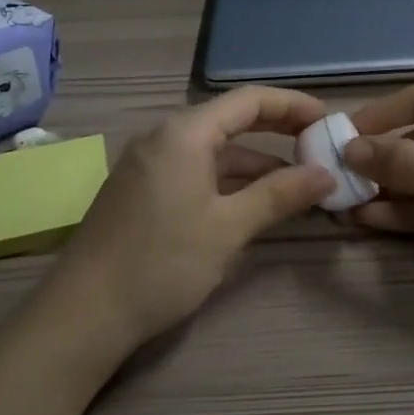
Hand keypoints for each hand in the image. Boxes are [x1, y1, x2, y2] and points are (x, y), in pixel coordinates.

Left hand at [44, 87, 335, 355]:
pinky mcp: (142, 190)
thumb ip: (279, 195)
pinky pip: (196, 170)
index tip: (329, 120)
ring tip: (299, 183)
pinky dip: (229, 180)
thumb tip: (326, 174)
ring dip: (256, 163)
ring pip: (214, 150)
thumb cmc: (162, 263)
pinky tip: (254, 203)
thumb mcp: (228, 228)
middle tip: (320, 148)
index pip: (250, 100)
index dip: (293, 105)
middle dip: (278, 132)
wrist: (83, 314)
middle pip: (232, 120)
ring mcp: (150, 163)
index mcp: (185, 133)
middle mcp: (164, 137)